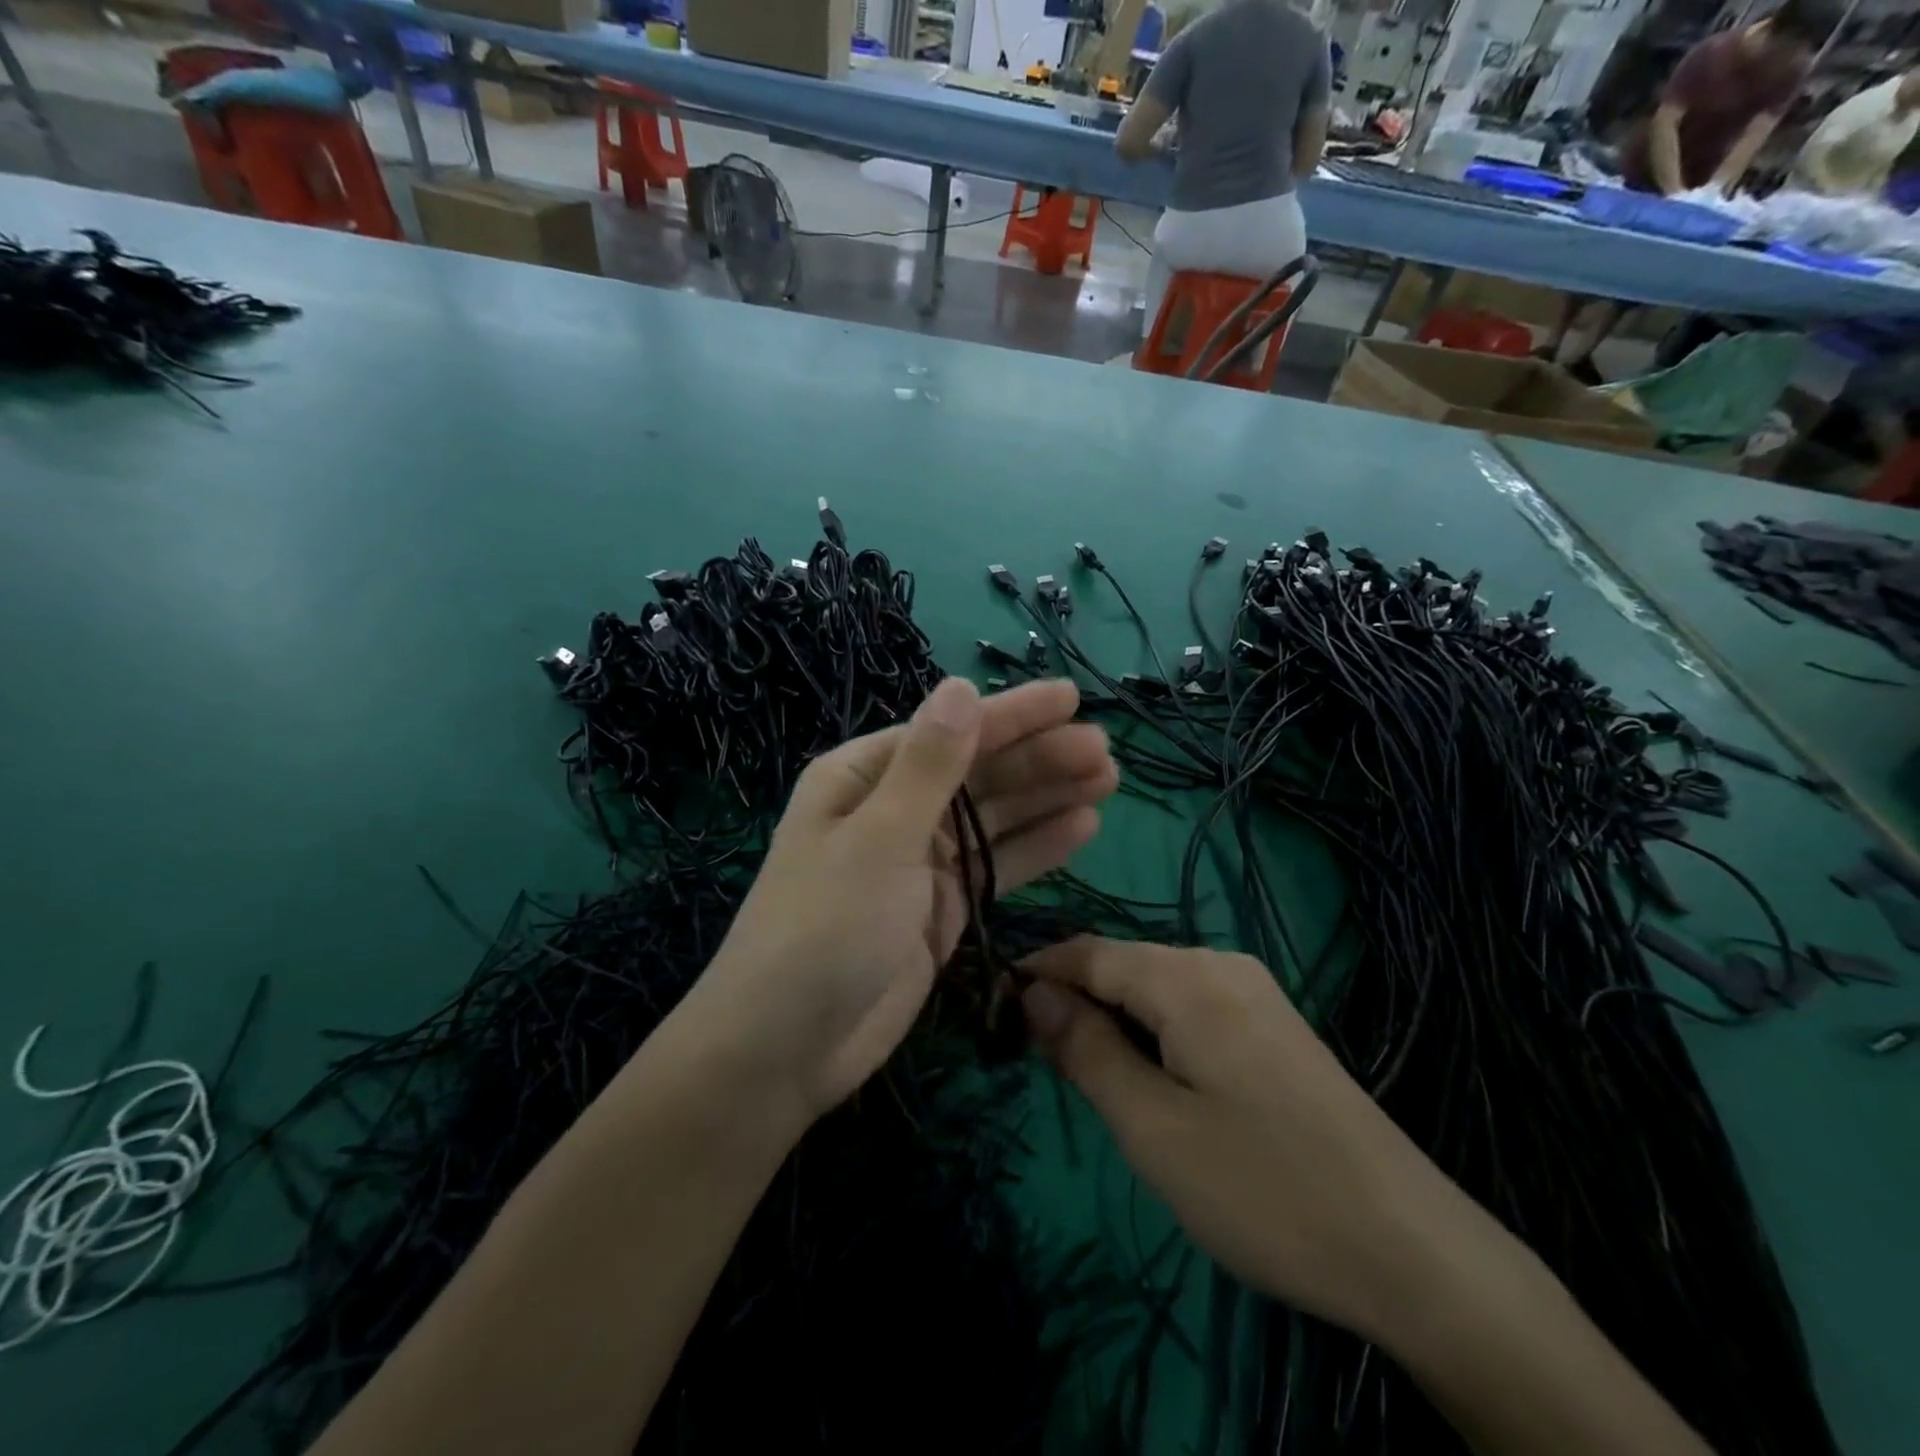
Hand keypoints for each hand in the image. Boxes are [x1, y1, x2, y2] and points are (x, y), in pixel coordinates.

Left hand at [685, 677, 1116, 1121]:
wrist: (787, 1047)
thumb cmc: (824, 928)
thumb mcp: (878, 838)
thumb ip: (929, 766)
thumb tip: (960, 685)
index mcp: (865, 777)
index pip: (951, 733)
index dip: (1013, 714)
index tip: (1072, 697)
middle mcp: (895, 809)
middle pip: (979, 774)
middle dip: (1039, 759)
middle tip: (1105, 752)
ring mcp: (921, 860)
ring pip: (995, 818)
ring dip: (1047, 796)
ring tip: (1107, 779)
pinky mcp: (943, 906)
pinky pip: (997, 865)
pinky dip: (1037, 847)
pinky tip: (1081, 826)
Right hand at [1021, 938, 1463, 1346]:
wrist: (1412, 1249)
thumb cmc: (1263, 1188)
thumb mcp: (1152, 1127)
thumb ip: (1086, 1049)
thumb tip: (1032, 991)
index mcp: (1187, 976)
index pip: (1088, 953)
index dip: (1036, 973)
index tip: (993, 1009)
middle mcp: (1220, 963)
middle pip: (1122, 964)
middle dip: (1073, 998)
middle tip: (1035, 1056)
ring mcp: (1254, 991)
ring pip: (1155, 985)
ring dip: (1111, 1016)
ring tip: (1084, 1070)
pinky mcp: (1273, 1023)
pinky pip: (1190, 1004)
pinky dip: (1152, 1028)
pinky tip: (1148, 1073)